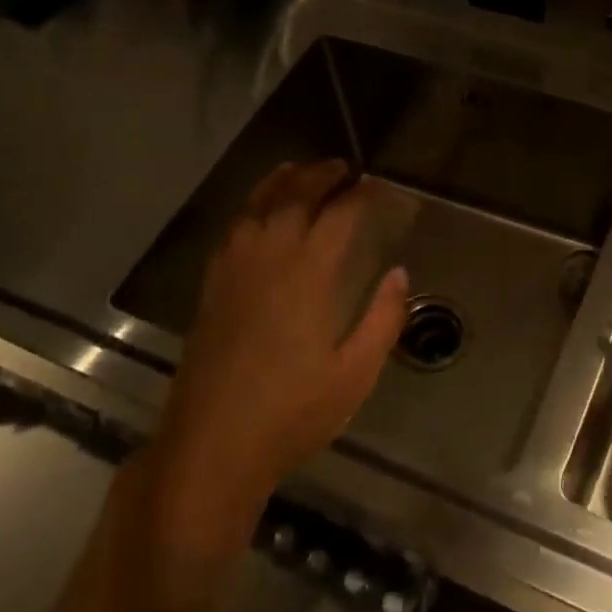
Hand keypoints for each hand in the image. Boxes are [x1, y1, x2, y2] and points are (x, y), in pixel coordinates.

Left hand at [150, 159, 409, 514]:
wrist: (212, 444)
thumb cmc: (292, 412)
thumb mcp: (355, 374)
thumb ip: (382, 319)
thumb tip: (399, 274)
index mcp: (308, 276)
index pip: (338, 216)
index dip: (360, 195)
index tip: (378, 186)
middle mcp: (268, 259)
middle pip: (294, 198)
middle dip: (320, 175)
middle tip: (343, 167)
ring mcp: (233, 270)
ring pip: (257, 207)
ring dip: (282, 182)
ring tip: (300, 171)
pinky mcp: (212, 286)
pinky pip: (233, 228)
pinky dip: (251, 207)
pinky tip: (258, 213)